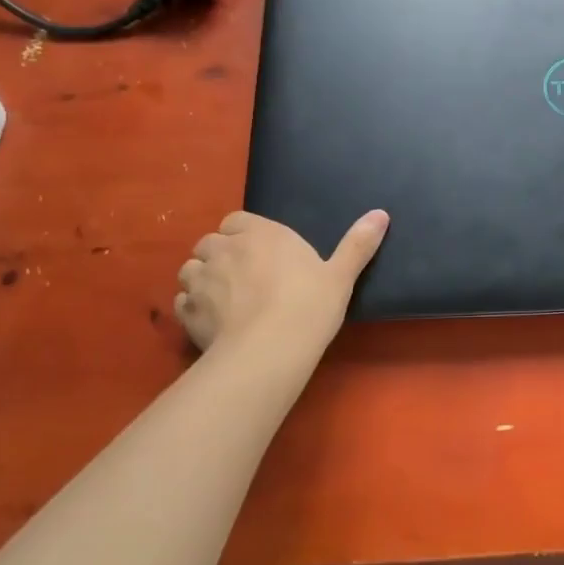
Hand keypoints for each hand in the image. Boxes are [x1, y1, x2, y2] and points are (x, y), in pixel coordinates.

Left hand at [174, 209, 388, 360]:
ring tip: (222, 299)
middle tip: (242, 278)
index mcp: (261, 233)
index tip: (258, 252)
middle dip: (220, 255)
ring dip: (201, 278)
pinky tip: (209, 322)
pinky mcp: (187, 311)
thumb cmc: (309, 305)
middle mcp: (226, 249)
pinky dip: (191, 307)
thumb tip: (382, 213)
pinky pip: (182, 301)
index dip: (244, 234)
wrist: (269, 350)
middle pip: (210, 242)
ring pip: (190, 269)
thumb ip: (358, 243)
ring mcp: (201, 279)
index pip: (237, 220)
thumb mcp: (341, 275)